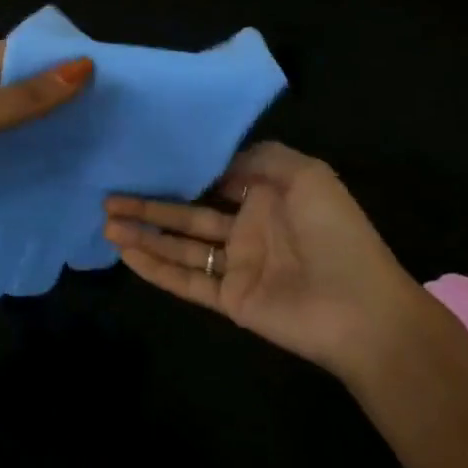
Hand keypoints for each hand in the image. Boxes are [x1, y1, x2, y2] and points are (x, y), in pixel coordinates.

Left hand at [0, 42, 92, 260]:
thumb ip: (27, 97)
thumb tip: (84, 66)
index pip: (20, 55)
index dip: (59, 63)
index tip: (107, 76)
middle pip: (22, 91)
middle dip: (62, 100)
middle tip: (116, 112)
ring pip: (19, 127)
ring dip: (52, 133)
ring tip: (106, 140)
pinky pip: (10, 159)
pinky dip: (35, 162)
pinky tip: (74, 169)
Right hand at [104, 141, 427, 382]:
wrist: (362, 310)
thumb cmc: (335, 233)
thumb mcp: (307, 175)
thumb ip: (260, 157)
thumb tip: (215, 160)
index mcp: (266, 196)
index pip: (213, 179)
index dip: (180, 170)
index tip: (144, 158)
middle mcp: (246, 227)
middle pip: (186, 213)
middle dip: (149, 204)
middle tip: (108, 195)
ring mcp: (236, 265)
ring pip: (180, 246)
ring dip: (144, 234)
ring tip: (106, 221)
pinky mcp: (230, 298)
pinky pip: (186, 280)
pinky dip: (155, 268)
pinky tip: (126, 253)